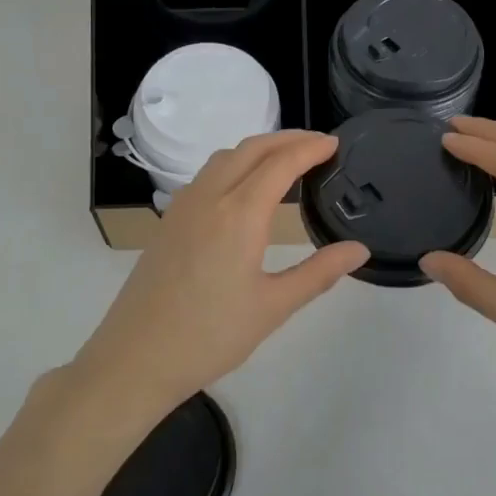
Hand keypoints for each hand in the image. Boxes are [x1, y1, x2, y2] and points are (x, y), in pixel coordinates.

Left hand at [71, 131, 368, 426]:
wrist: (136, 357)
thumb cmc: (210, 336)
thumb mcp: (273, 307)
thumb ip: (319, 273)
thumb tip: (359, 250)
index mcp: (240, 214)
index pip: (281, 163)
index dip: (310, 148)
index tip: (334, 144)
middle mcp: (210, 197)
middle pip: (251, 148)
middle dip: (287, 138)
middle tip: (318, 145)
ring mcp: (184, 205)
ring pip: (225, 157)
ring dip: (258, 149)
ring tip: (285, 161)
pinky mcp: (169, 220)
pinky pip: (206, 175)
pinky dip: (234, 165)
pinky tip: (244, 189)